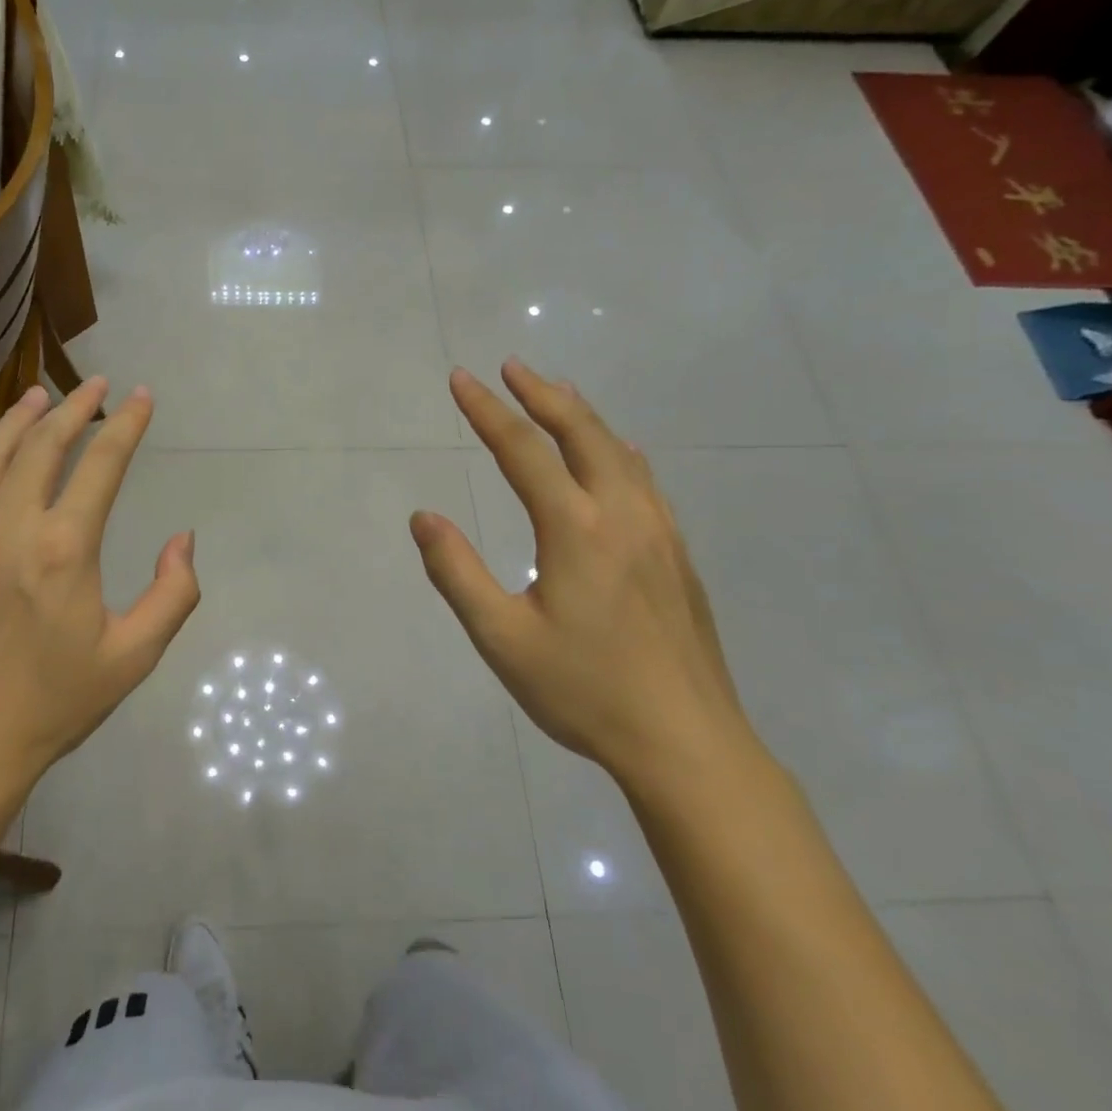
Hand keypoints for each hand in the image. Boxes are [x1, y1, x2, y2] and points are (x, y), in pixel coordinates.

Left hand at [0, 378, 198, 798]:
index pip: (103, 463)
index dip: (126, 424)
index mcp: (64, 548)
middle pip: (44, 445)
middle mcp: (7, 526)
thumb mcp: (132, 658)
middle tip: (95, 385)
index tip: (141, 396)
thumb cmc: (49, 705)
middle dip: (75, 407)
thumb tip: (182, 539)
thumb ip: (173, 594)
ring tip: (37, 396)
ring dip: (16, 419)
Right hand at [409, 361, 745, 787]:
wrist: (688, 744)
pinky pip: (644, 479)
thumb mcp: (502, 639)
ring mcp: (659, 532)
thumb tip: (423, 517)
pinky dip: (618, 450)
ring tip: (555, 391)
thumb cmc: (586, 692)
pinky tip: (619, 453)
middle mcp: (622, 515)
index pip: (524, 451)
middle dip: (541, 394)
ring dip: (581, 415)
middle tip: (511, 366)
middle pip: (581, 433)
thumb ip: (457, 573)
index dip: (488, 410)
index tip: (460, 379)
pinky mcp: (677, 555)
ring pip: (618, 451)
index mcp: (576, 530)